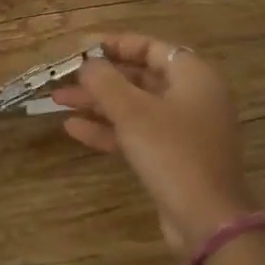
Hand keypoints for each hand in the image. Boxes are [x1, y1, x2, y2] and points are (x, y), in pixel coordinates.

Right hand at [51, 33, 258, 258]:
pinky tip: (73, 129)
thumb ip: (106, 82)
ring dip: (97, 103)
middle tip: (64, 77)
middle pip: (140, 76)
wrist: (206, 219)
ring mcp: (183, 129)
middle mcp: (192, 97)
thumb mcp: (133, 112)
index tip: (79, 49)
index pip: (150, 47)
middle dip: (99, 78)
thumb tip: (87, 63)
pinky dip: (108, 129)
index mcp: (193, 76)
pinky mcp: (173, 156)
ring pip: (134, 106)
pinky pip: (137, 133)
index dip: (113, 44)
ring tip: (58, 101)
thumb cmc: (172, 153)